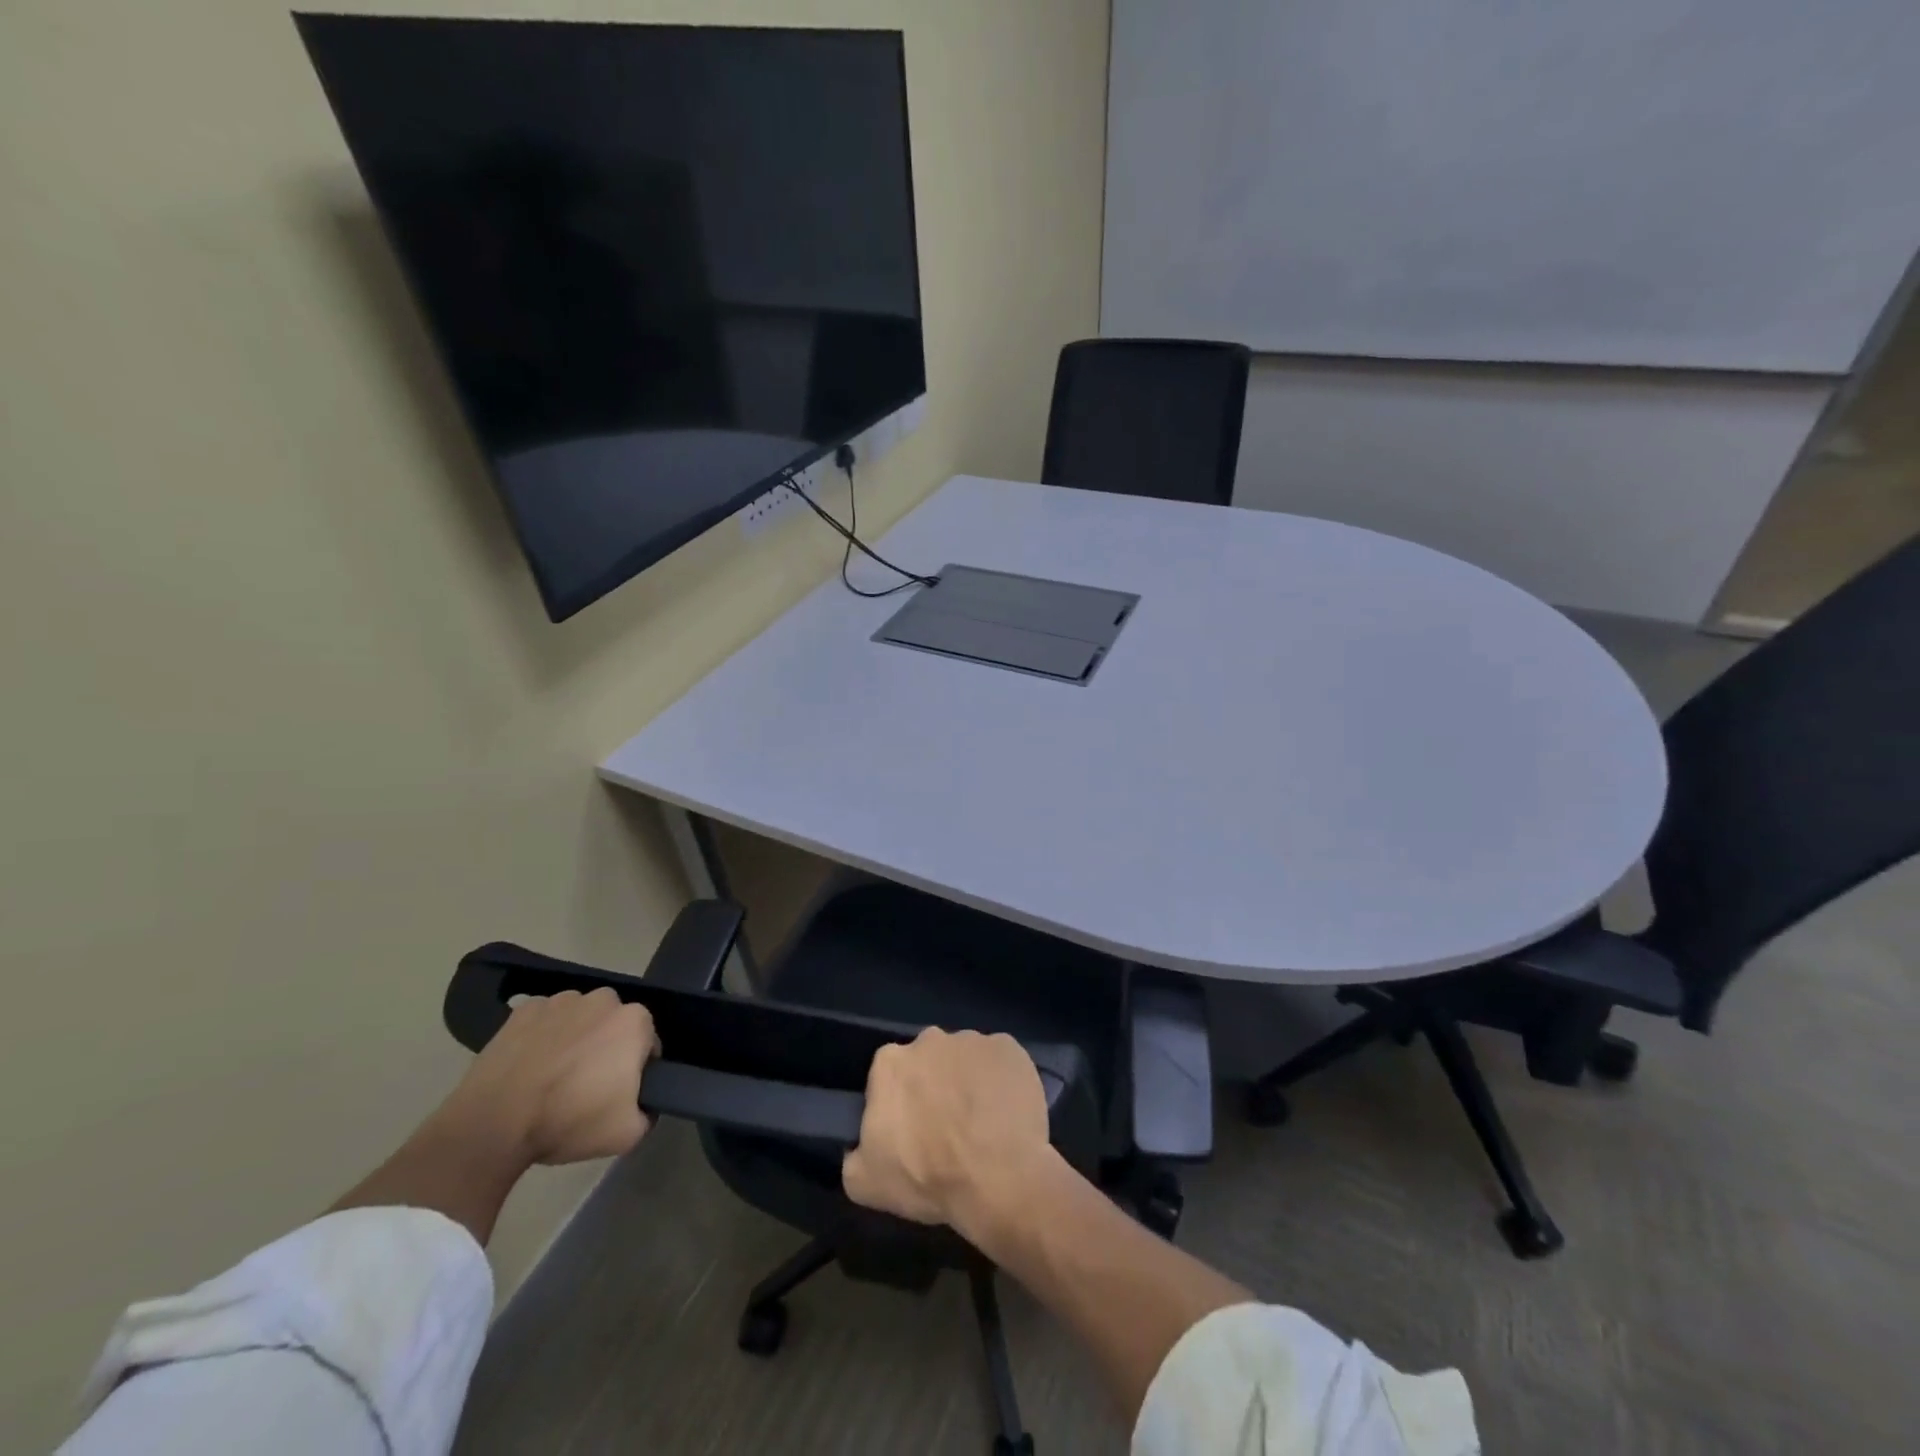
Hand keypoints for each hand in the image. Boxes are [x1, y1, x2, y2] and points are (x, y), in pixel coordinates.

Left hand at [441, 988, 657, 1166]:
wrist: (493, 1123)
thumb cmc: (568, 1121)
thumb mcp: (627, 1134)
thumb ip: (648, 1113)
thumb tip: (642, 1104)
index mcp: (634, 1021)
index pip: (647, 1043)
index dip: (635, 1070)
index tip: (616, 1093)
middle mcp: (603, 999)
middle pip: (614, 1024)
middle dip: (606, 1047)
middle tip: (586, 1085)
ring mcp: (561, 1001)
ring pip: (579, 1018)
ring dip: (575, 1038)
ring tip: (553, 1076)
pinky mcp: (524, 1010)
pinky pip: (544, 1020)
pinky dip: (542, 1036)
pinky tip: (529, 1065)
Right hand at [842, 1028, 1055, 1235]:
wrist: (997, 1179)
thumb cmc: (927, 1177)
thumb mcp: (864, 1182)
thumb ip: (854, 1153)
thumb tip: (858, 1145)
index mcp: (890, 1063)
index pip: (889, 1076)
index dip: (900, 1103)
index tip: (912, 1130)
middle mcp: (930, 1039)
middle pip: (928, 1061)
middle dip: (935, 1085)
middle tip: (947, 1126)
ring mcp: (973, 1040)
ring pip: (965, 1059)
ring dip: (969, 1082)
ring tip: (982, 1122)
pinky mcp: (1009, 1048)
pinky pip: (1000, 1061)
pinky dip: (1002, 1080)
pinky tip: (1007, 1112)